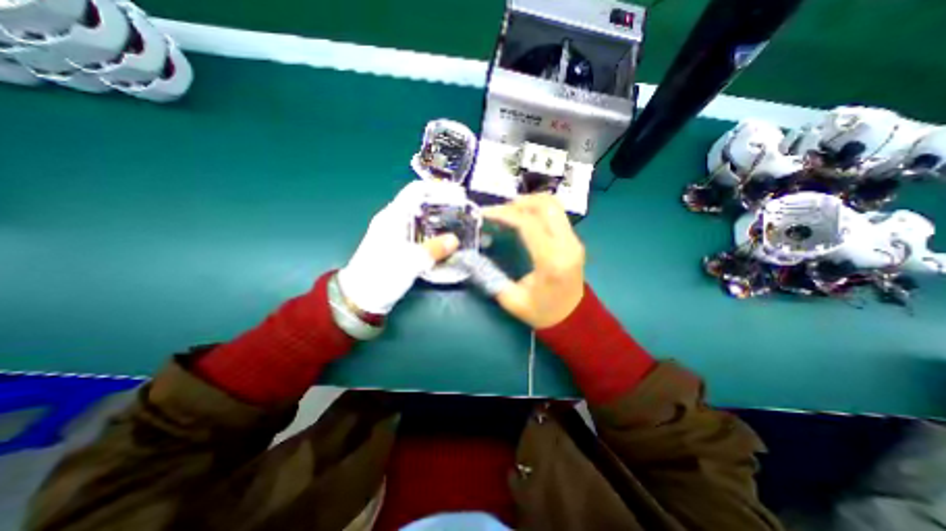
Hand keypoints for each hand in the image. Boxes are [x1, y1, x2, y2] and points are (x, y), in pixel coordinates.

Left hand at [337, 182, 459, 315]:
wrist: (361, 298)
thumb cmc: (381, 275)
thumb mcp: (410, 262)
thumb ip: (434, 249)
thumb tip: (455, 240)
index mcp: (393, 215)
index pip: (416, 190)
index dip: (438, 188)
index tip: (459, 195)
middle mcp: (396, 220)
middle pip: (423, 203)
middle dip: (445, 206)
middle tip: (466, 213)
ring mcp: (399, 233)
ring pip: (424, 219)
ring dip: (443, 221)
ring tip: (462, 227)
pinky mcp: (402, 246)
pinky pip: (423, 234)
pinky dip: (437, 235)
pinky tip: (449, 242)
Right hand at [487, 193, 585, 326]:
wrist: (574, 320)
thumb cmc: (543, 313)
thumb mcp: (512, 300)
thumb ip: (491, 277)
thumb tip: (471, 257)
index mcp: (551, 261)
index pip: (528, 223)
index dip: (505, 213)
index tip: (485, 213)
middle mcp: (567, 245)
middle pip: (546, 205)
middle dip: (520, 202)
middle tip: (499, 211)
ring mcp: (574, 241)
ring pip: (554, 206)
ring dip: (530, 203)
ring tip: (510, 212)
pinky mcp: (574, 240)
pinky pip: (557, 215)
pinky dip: (538, 210)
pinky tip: (524, 219)